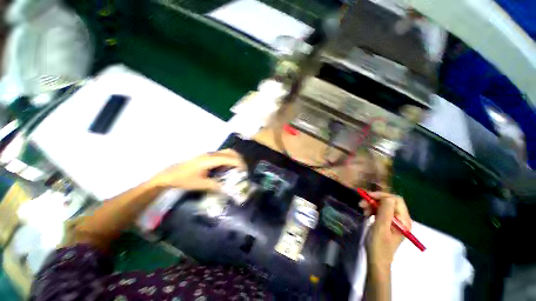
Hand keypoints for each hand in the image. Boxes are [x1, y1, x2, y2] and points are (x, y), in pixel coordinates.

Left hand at [152, 149, 246, 191]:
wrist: (169, 175)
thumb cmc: (184, 179)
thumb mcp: (200, 184)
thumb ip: (216, 186)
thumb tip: (228, 190)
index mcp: (209, 160)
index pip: (229, 158)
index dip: (239, 163)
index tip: (244, 172)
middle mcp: (211, 154)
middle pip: (230, 152)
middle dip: (239, 159)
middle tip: (243, 170)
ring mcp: (209, 154)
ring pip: (227, 152)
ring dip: (234, 158)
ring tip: (238, 168)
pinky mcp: (207, 156)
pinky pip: (222, 155)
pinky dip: (229, 159)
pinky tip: (228, 168)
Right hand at [359, 192, 411, 271]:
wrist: (376, 260)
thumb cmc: (379, 245)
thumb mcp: (381, 227)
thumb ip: (386, 211)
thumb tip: (387, 197)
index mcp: (403, 220)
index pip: (396, 200)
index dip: (382, 196)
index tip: (368, 196)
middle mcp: (401, 219)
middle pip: (389, 202)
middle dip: (375, 200)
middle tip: (362, 202)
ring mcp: (394, 221)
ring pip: (383, 206)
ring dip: (371, 205)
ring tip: (361, 208)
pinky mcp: (387, 223)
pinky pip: (380, 211)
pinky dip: (372, 210)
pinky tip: (365, 213)